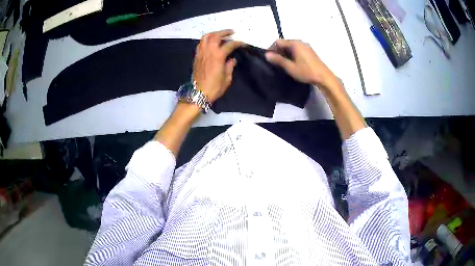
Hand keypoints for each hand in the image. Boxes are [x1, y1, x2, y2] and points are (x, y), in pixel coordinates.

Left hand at [193, 30, 244, 102]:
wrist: (198, 93)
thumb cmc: (214, 87)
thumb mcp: (227, 78)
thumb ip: (230, 67)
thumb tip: (232, 60)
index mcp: (218, 56)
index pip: (229, 44)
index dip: (237, 43)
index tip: (242, 43)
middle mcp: (209, 51)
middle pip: (215, 36)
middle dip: (224, 32)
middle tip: (231, 32)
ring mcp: (201, 53)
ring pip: (206, 37)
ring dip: (214, 34)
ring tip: (220, 35)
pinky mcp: (196, 56)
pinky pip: (201, 43)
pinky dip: (206, 40)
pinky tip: (211, 43)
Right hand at [265, 39, 337, 88]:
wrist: (324, 77)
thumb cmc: (306, 72)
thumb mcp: (290, 67)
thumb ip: (278, 60)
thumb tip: (266, 55)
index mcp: (294, 43)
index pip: (278, 42)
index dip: (271, 49)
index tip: (269, 58)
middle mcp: (300, 42)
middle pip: (284, 43)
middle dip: (278, 51)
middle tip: (275, 62)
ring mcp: (306, 46)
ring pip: (291, 46)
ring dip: (285, 53)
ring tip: (283, 63)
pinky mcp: (310, 51)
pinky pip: (297, 49)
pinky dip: (292, 54)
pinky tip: (293, 63)